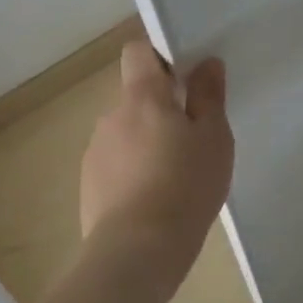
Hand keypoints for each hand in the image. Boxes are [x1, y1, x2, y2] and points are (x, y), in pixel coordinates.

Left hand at [79, 41, 234, 276]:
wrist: (137, 251)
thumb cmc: (186, 186)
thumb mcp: (214, 138)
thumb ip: (209, 96)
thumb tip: (206, 63)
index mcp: (142, 97)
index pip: (139, 51)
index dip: (161, 56)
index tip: (186, 76)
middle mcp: (111, 116)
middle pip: (136, 97)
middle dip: (162, 109)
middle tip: (193, 138)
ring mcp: (95, 151)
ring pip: (127, 133)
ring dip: (148, 142)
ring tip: (176, 176)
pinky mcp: (89, 185)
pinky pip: (116, 164)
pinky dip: (134, 171)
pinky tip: (155, 200)